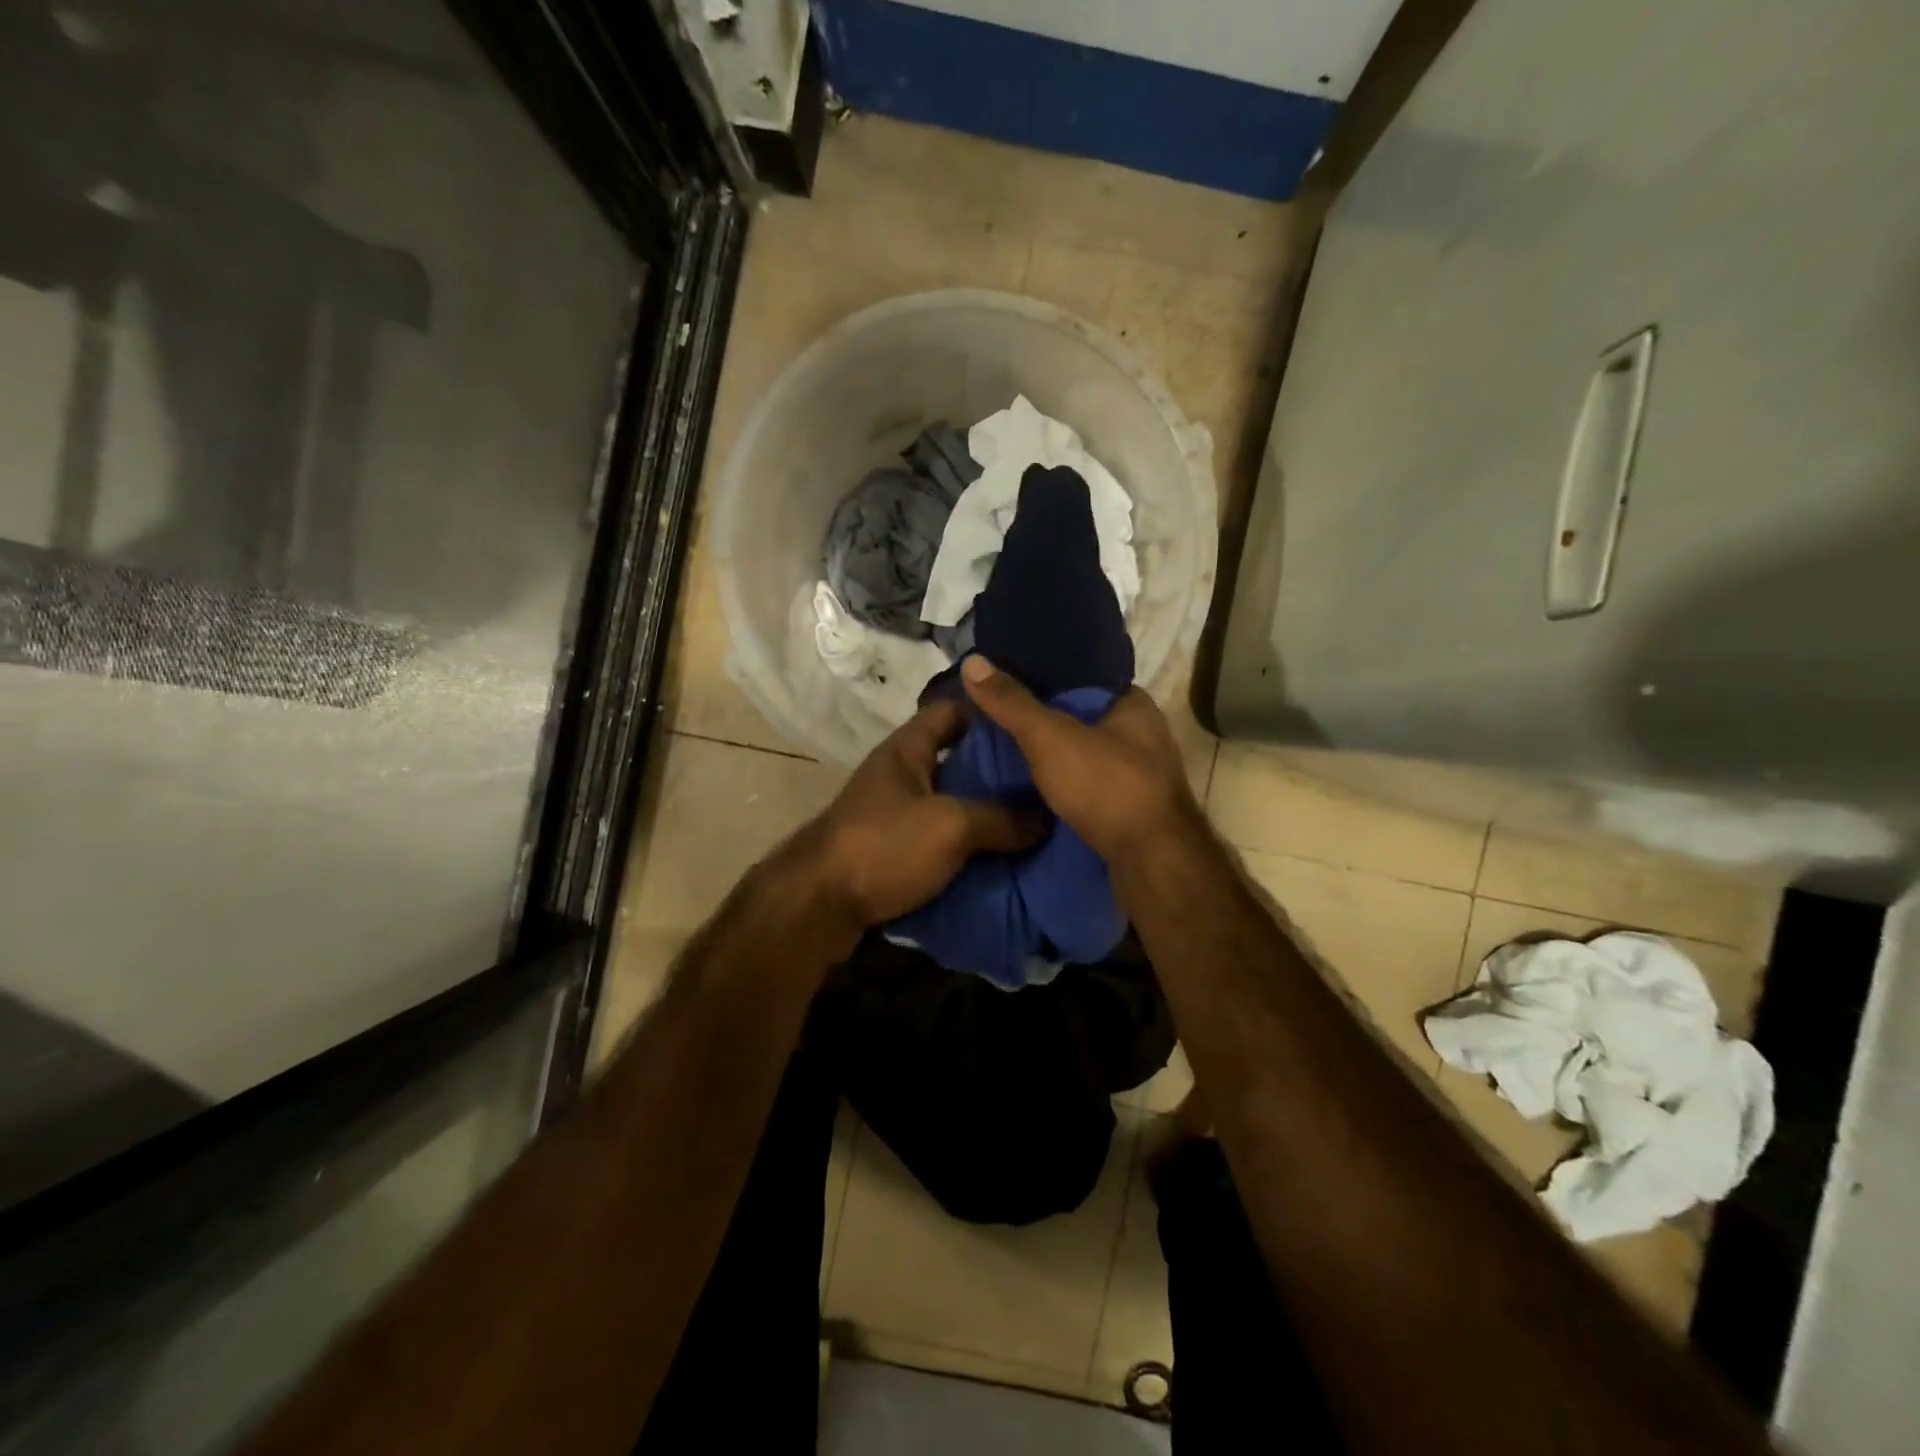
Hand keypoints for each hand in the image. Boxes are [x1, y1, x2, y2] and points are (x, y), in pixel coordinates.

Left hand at [801, 697, 1041, 926]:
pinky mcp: (893, 849)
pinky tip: (1002, 854)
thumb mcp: (951, 826)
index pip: (952, 710)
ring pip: (951, 801)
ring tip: (1033, 819)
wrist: (818, 906)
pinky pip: (940, 836)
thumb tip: (1048, 818)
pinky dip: (968, 843)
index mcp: (906, 749)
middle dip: (998, 770)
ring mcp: (894, 813)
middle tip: (1043, 780)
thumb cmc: (884, 846)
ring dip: (986, 811)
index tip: (1031, 728)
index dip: (990, 713)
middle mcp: (899, 774)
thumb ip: (1002, 818)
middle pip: (957, 759)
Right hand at [959, 655, 1197, 864]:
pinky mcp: (1130, 809)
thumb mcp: (1051, 738)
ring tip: (1002, 750)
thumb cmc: (1107, 786)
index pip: (1082, 677)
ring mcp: (1139, 774)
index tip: (1004, 679)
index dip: (1043, 675)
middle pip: (1080, 717)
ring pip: (1082, 754)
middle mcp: (1142, 734)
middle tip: (994, 717)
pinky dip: (1061, 785)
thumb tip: (972, 661)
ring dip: (1051, 756)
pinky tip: (1029, 788)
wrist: (1151, 862)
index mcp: (1133, 704)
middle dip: (1042, 719)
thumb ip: (1013, 703)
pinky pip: (1087, 785)